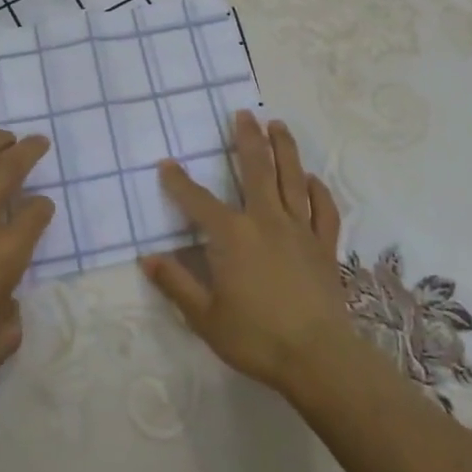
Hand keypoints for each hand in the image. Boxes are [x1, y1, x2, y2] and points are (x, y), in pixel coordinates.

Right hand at [141, 110, 351, 395]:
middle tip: (243, 114)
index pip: (198, 201)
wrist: (317, 358)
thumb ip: (176, 284)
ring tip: (278, 125)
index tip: (167, 164)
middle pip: (256, 169)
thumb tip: (148, 258)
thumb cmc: (255, 337)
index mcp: (232, 235)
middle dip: (247, 139)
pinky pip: (324, 209)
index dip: (179, 182)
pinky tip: (311, 178)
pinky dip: (318, 190)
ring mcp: (299, 230)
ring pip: (292, 178)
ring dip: (284, 148)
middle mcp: (266, 220)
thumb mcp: (204, 317)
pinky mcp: (324, 245)